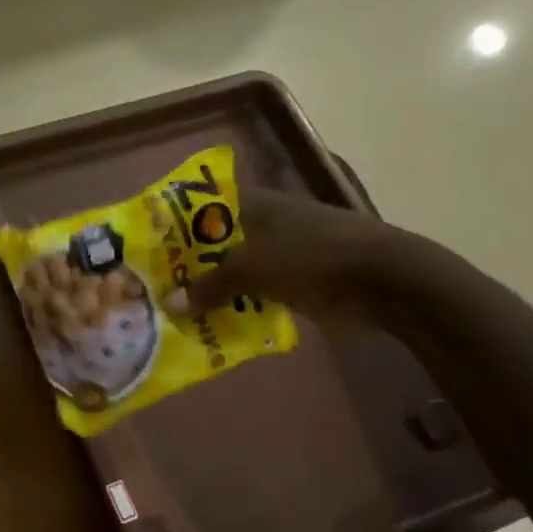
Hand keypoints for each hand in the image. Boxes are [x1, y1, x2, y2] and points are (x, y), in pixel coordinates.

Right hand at [162, 186, 435, 326]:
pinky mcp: (298, 282)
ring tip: (177, 311)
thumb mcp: (251, 268)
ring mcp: (284, 254)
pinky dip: (239, 307)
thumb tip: (170, 305)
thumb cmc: (310, 257)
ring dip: (213, 290)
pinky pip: (257, 294)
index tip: (149, 246)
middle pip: (216, 243)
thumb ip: (209, 286)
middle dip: (189, 265)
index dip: (176, 223)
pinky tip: (215, 326)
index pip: (204, 206)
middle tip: (154, 287)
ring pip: (236, 271)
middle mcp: (265, 224)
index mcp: (254, 205)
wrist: (383, 281)